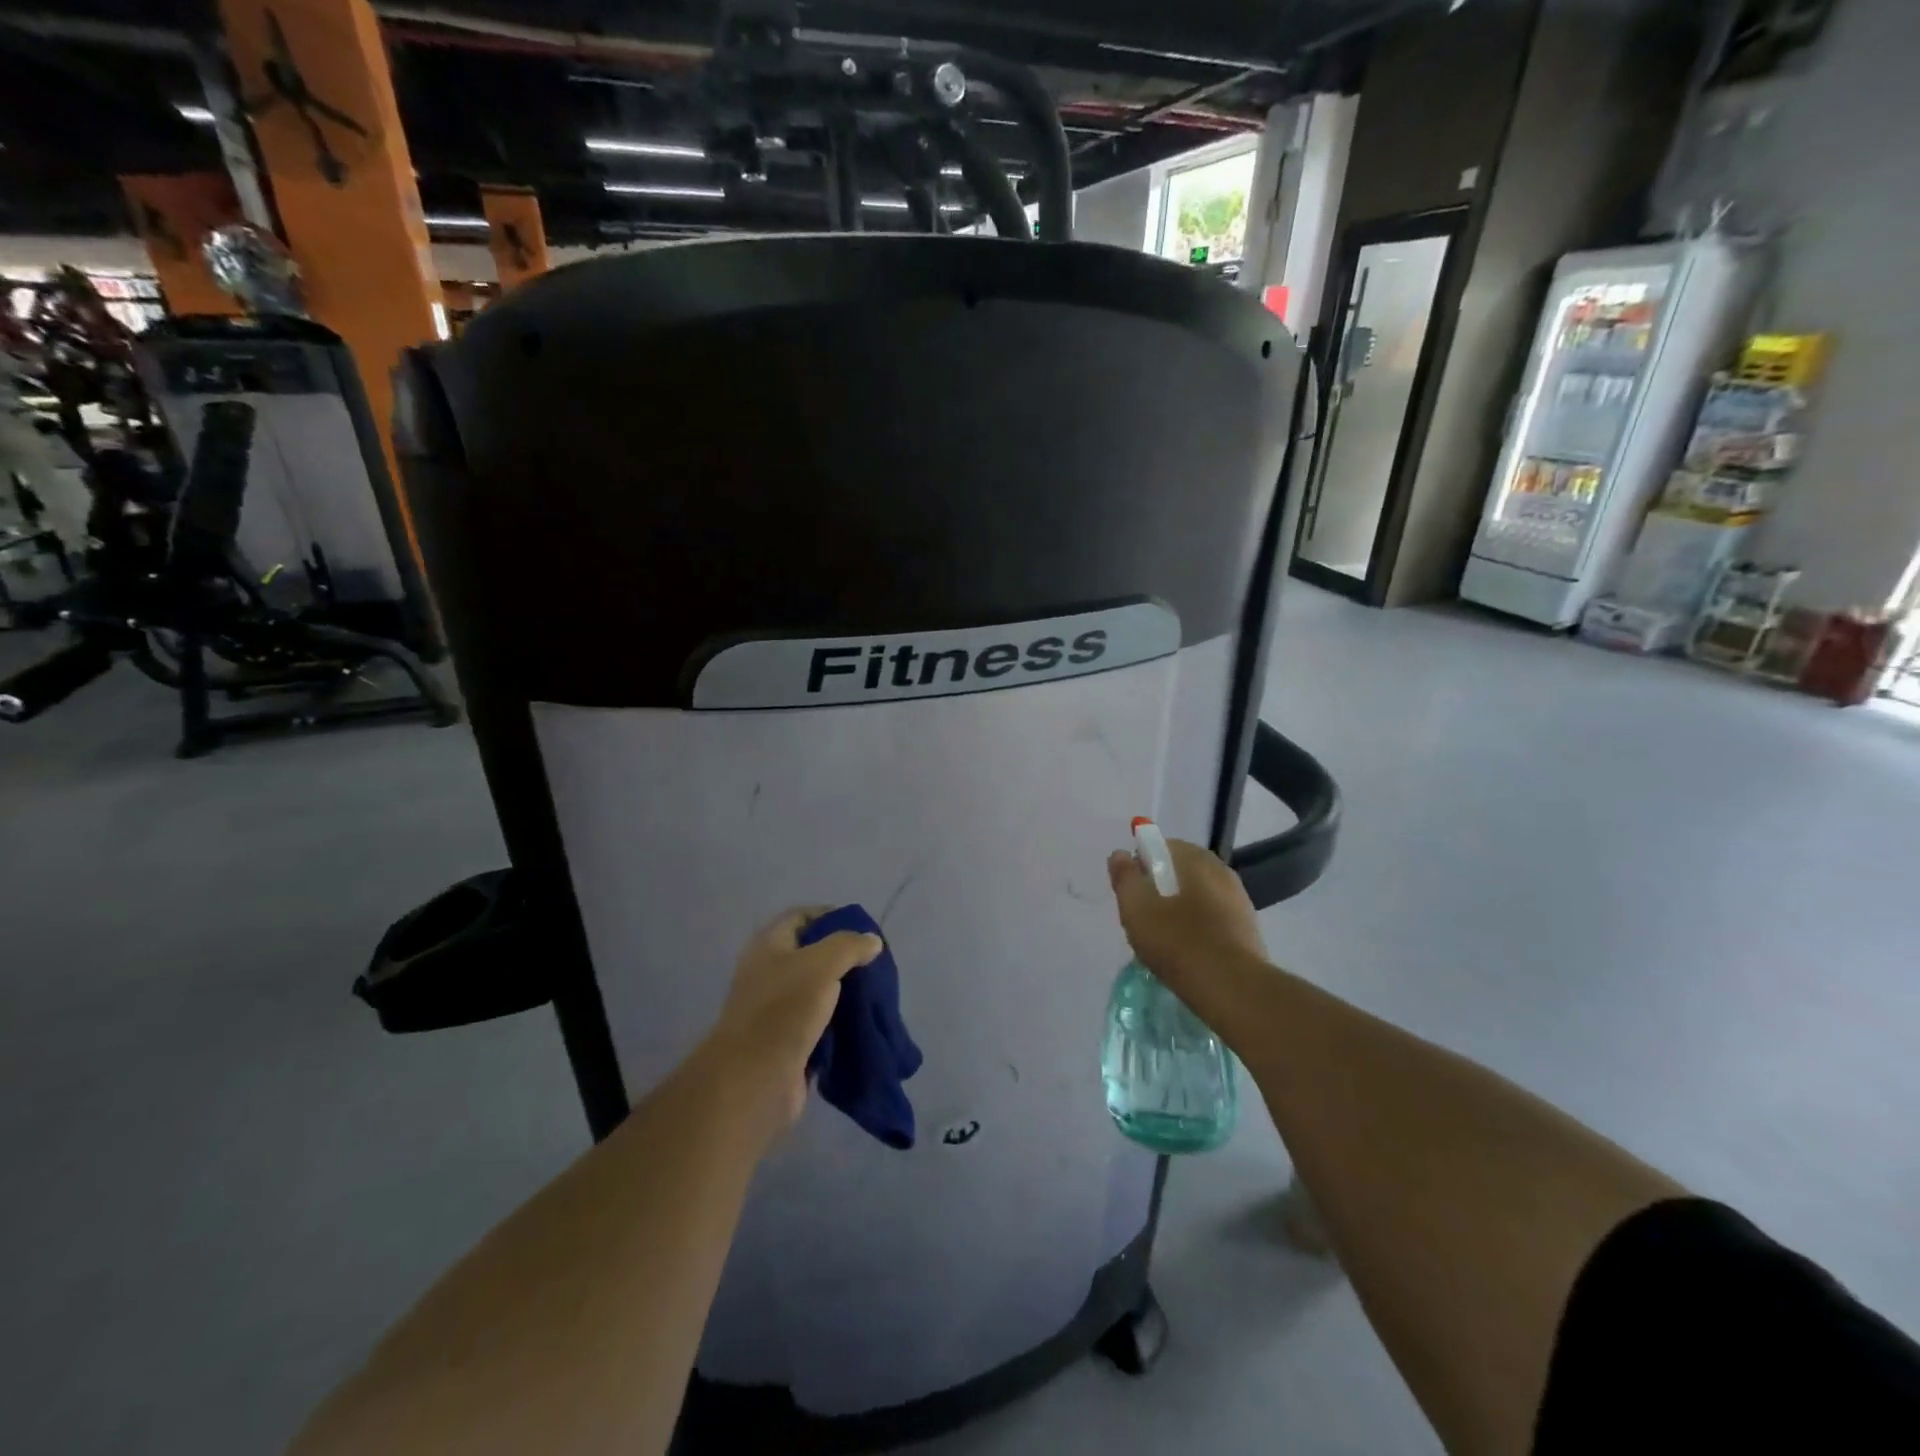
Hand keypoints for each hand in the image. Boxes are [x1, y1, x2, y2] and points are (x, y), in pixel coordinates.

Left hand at [700, 909, 883, 1133]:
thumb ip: (850, 946)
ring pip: (819, 991)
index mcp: (768, 945)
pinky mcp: (788, 1042)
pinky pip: (820, 1024)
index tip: (864, 930)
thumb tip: (872, 941)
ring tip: (875, 994)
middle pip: (812, 955)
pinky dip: (840, 1023)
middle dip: (845, 958)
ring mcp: (777, 1009)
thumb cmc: (784, 1009)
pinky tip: (863, 1023)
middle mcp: (769, 973)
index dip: (832, 917)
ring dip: (845, 993)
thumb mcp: (822, 963)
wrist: (754, 1080)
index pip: (802, 917)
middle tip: (875, 965)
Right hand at [1108, 838, 1267, 1008]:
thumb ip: (1125, 876)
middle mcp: (1221, 871)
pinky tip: (1187, 953)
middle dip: (1160, 889)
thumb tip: (1120, 854)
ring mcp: (1239, 900)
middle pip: (1180, 872)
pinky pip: (1213, 919)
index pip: (1161, 847)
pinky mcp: (1248, 929)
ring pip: (1197, 896)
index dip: (1141, 866)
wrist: (1232, 989)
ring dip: (1179, 910)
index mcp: (1195, 858)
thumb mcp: (1136, 907)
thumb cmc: (1177, 941)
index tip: (1132, 893)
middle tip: (1144, 918)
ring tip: (1164, 940)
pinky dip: (1197, 928)